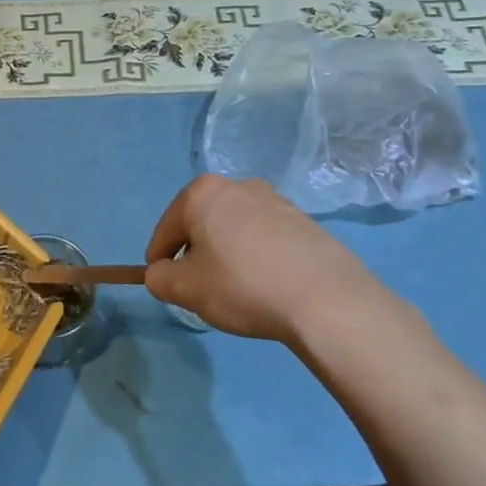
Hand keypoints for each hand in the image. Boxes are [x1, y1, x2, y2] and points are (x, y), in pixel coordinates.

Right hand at [144, 175, 388, 342]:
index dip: (159, 261)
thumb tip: (163, 273)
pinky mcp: (304, 221)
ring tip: (237, 290)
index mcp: (201, 193)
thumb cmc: (243, 285)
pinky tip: (266, 286)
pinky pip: (264, 238)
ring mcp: (275, 201)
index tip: (165, 285)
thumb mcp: (185, 289)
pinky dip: (257, 257)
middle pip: (200, 224)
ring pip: (233, 229)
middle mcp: (237, 185)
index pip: (166, 230)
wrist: (326, 300)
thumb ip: (159, 278)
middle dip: (195, 253)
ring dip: (227, 254)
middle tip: (200, 288)